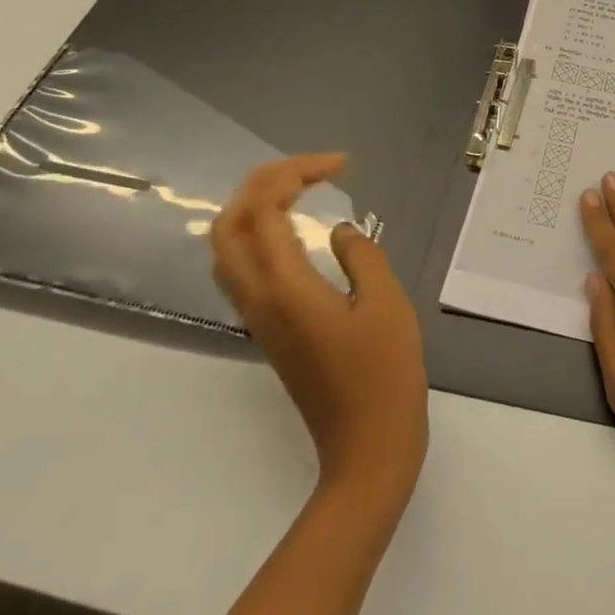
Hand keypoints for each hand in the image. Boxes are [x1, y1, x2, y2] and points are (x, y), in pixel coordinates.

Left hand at [211, 154, 428, 508]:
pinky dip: (258, 234)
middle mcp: (257, 299)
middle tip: (315, 170)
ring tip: (303, 190)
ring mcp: (257, 317)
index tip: (342, 166)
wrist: (366, 448)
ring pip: (227, 247)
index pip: (264, 209)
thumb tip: (341, 233)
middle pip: (230, 223)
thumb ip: (363, 256)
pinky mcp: (267, 331)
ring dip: (255, 207)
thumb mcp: (386, 304)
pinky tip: (296, 232)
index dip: (296, 174)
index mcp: (285, 288)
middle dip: (265, 183)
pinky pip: (242, 268)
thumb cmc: (385, 375)